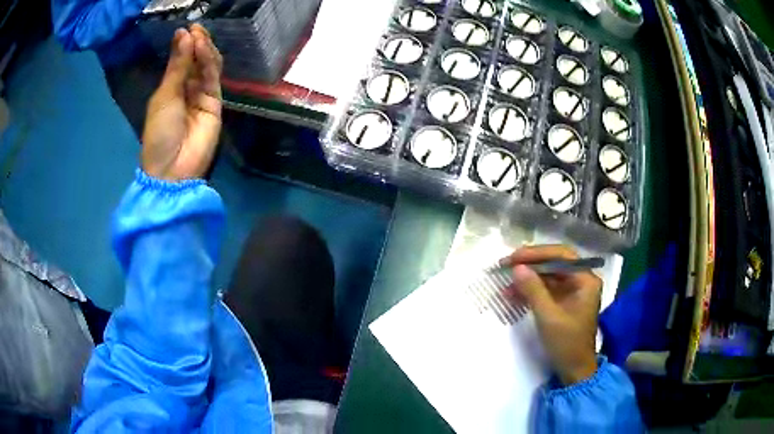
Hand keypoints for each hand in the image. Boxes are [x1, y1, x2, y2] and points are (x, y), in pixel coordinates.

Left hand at [142, 24, 223, 181]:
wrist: (174, 168)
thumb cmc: (160, 133)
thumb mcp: (164, 96)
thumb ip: (177, 66)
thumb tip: (184, 34)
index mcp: (170, 90)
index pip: (181, 62)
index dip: (184, 45)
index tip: (185, 29)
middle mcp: (187, 90)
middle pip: (195, 62)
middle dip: (195, 44)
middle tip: (194, 29)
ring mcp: (203, 96)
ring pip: (207, 67)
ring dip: (203, 49)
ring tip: (198, 35)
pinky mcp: (216, 103)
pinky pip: (213, 78)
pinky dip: (209, 62)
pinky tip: (203, 48)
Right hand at [502, 245, 601, 384]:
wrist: (573, 370)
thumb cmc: (567, 343)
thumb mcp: (548, 317)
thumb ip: (533, 290)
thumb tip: (516, 267)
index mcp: (585, 280)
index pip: (561, 256)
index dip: (537, 253)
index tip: (514, 258)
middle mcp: (581, 281)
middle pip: (554, 264)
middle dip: (529, 265)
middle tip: (505, 266)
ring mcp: (572, 292)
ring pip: (547, 276)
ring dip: (527, 278)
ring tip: (504, 282)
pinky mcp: (563, 303)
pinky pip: (545, 290)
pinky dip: (529, 291)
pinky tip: (512, 294)